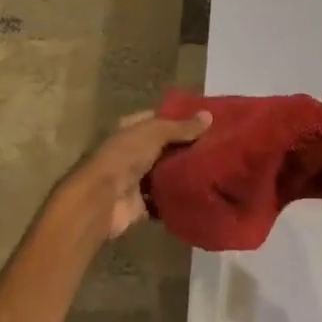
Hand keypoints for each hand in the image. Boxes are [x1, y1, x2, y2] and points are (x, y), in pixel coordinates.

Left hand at [57, 109, 211, 240]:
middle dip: (187, 148)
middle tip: (218, 147)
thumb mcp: (154, 133)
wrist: (102, 199)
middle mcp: (132, 152)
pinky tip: (202, 195)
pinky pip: (165, 201)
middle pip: (164, 148)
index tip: (206, 121)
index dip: (179, 118)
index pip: (157, 119)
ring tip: (217, 170)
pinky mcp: (142, 205)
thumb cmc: (124, 156)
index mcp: (129, 130)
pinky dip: (179, 200)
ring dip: (185, 175)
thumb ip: (181, 127)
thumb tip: (209, 116)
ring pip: (166, 175)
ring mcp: (136, 179)